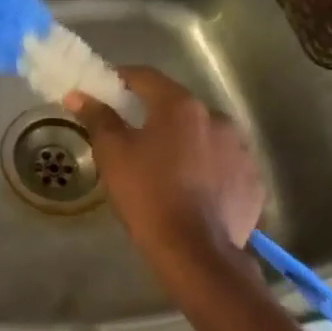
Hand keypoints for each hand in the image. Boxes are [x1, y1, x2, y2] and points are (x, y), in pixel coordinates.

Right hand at [65, 66, 264, 267]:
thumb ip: (98, 117)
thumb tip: (78, 95)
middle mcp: (217, 118)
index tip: (105, 89)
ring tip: (164, 166)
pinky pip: (223, 164)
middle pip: (178, 106)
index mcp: (180, 106)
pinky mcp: (253, 181)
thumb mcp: (112, 153)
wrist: (195, 253)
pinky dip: (206, 168)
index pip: (146, 77)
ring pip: (203, 135)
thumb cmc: (147, 194)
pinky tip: (191, 189)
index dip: (121, 78)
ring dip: (184, 141)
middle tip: (132, 133)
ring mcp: (241, 150)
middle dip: (154, 114)